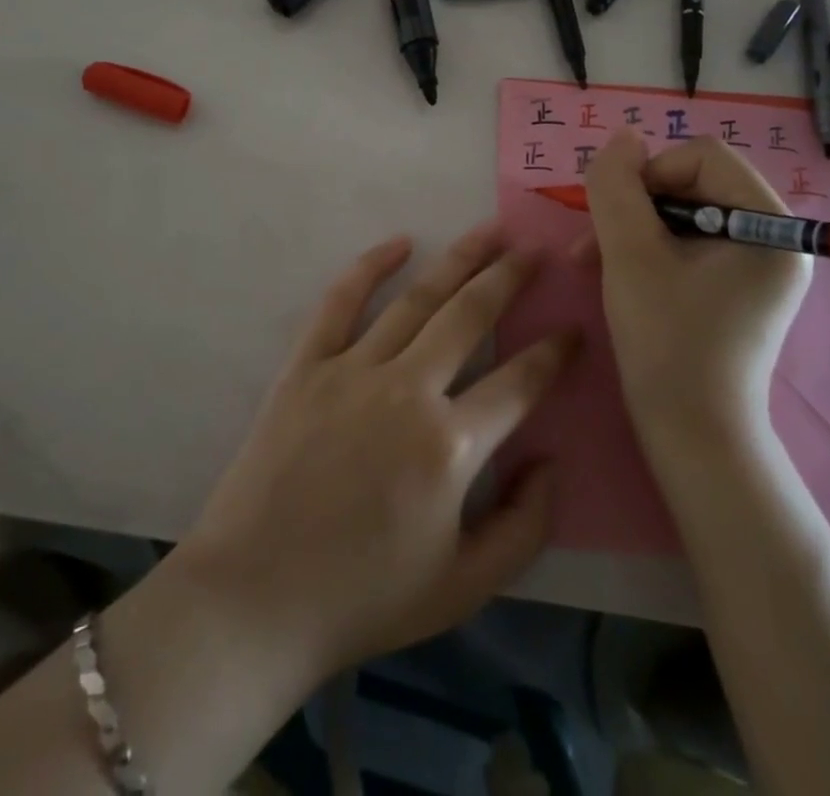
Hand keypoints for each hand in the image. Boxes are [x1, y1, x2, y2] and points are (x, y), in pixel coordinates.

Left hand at [172, 222, 576, 690]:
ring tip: (489, 232)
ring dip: (458, 260)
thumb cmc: (364, 598)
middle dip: (510, 278)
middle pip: (471, 316)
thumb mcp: (464, 588)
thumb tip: (549, 460)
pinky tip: (399, 243)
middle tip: (534, 250)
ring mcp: (353, 370)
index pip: (520, 382)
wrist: (255, 598)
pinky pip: (341, 302)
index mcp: (450, 447)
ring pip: (417, 298)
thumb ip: (525, 528)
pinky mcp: (307, 365)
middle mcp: (407, 391)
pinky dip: (370, 266)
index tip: (574, 329)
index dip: (554, 354)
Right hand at [581, 130, 809, 443]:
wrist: (692, 436)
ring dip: (633, 228)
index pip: (704, 156)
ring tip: (590, 260)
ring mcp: (756, 266)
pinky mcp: (735, 288)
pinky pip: (687, 243)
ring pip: (683, 213)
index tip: (617, 216)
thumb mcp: (630, 255)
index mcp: (771, 226)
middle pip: (693, 182)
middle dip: (636, 205)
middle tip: (594, 241)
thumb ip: (618, 187)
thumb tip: (621, 137)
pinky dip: (647, 250)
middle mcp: (775, 239)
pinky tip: (613, 272)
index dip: (652, 173)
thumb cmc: (667, 342)